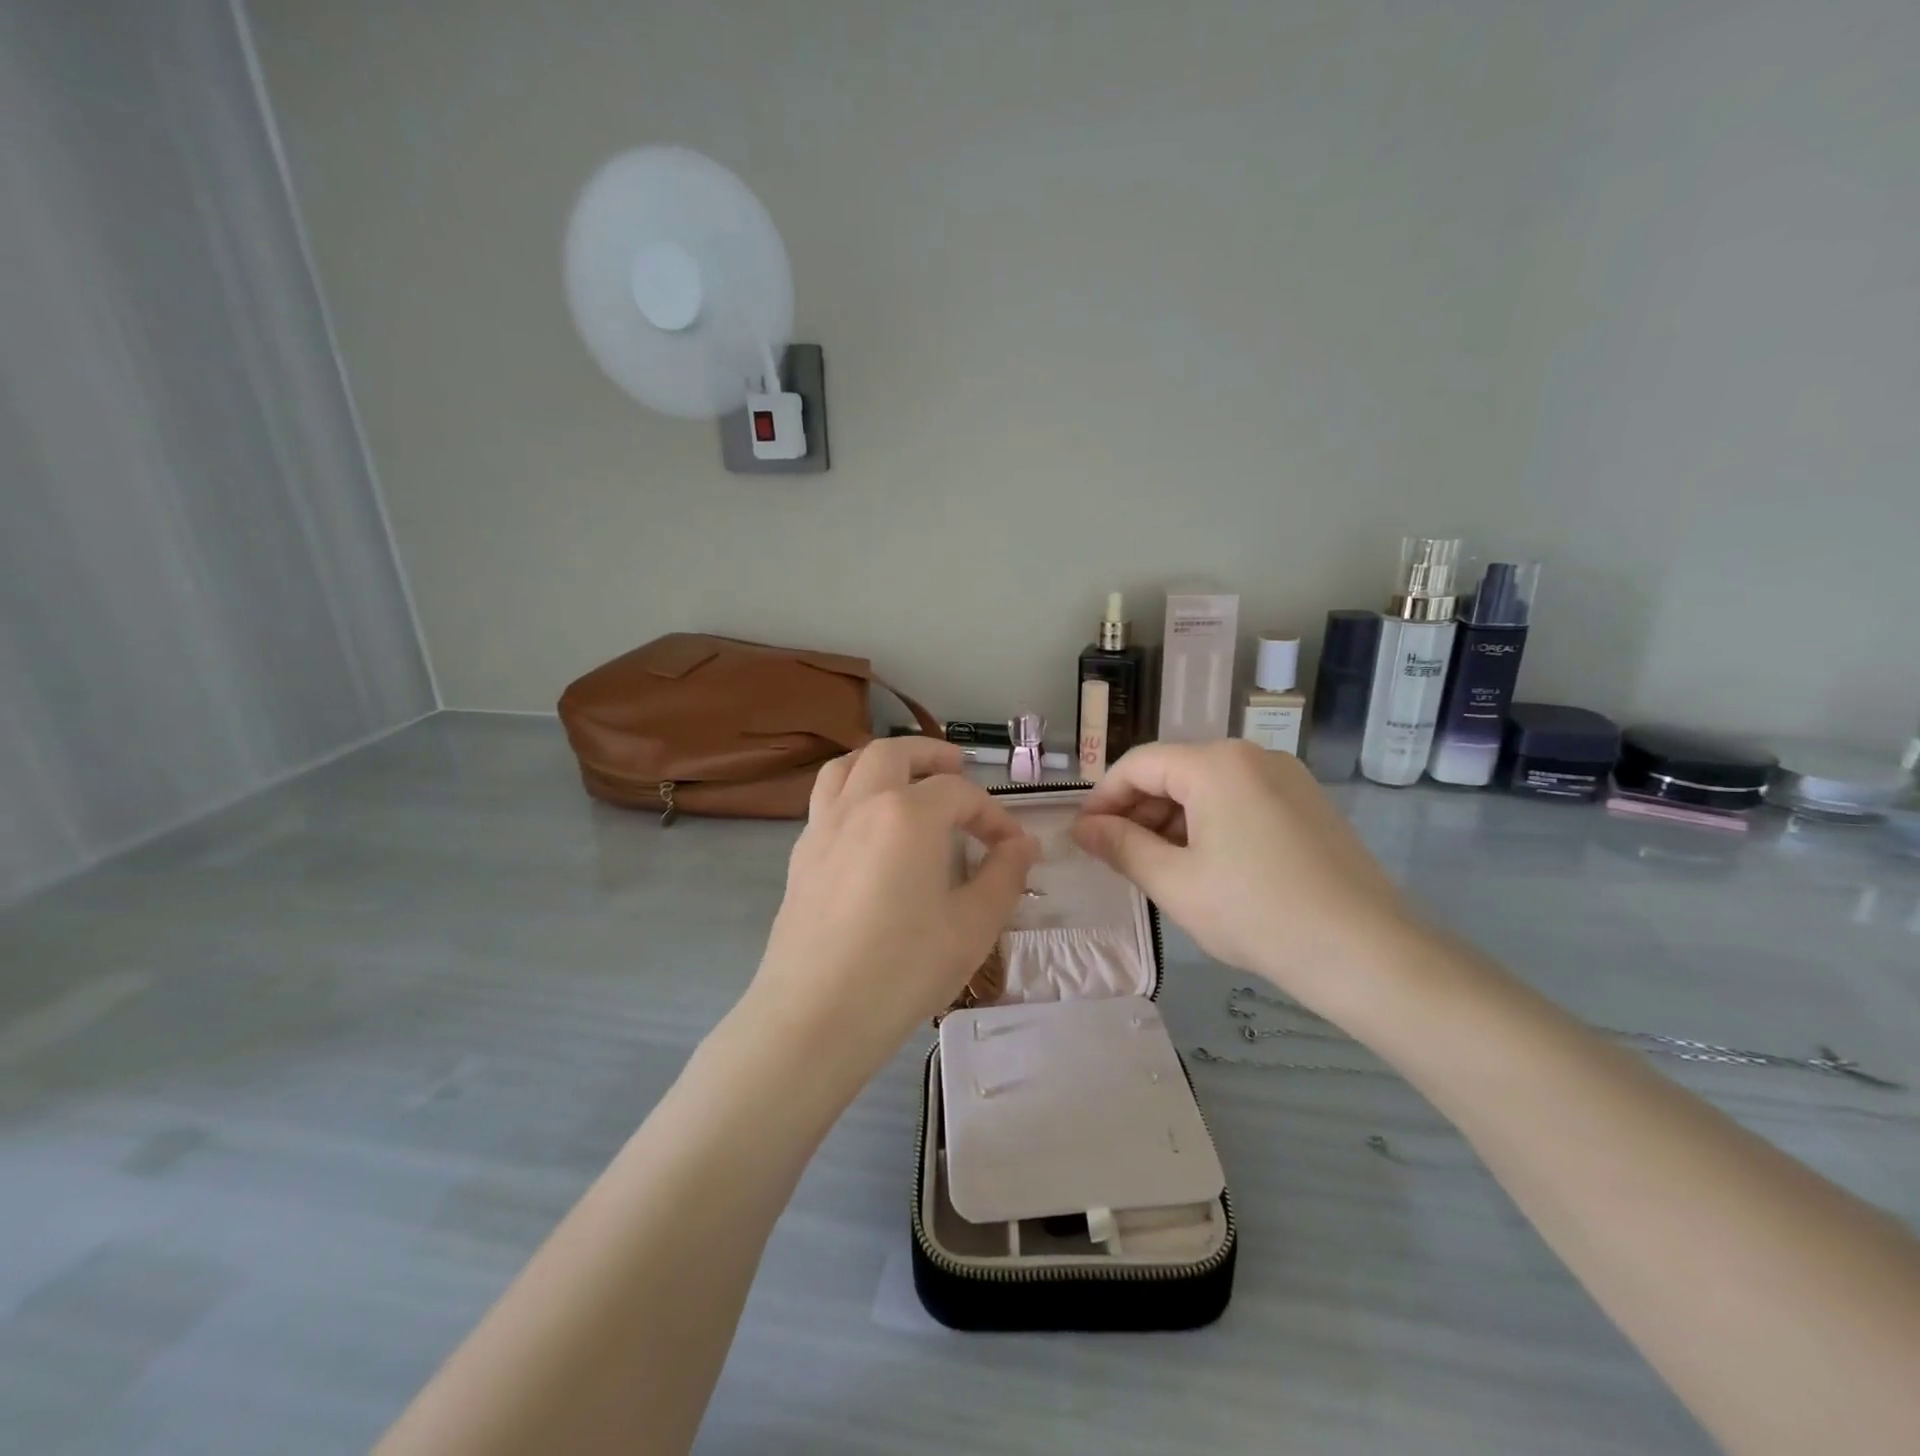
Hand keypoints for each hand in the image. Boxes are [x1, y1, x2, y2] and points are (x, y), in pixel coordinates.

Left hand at [750, 738, 1039, 1077]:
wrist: (816, 1016)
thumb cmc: (903, 969)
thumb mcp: (973, 926)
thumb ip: (1004, 875)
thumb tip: (1023, 844)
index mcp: (908, 814)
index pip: (960, 793)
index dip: (993, 814)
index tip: (1012, 845)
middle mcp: (861, 804)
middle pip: (894, 753)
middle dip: (931, 754)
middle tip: (957, 766)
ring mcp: (823, 826)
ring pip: (849, 765)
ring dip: (883, 761)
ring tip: (906, 778)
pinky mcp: (801, 854)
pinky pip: (827, 798)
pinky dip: (853, 789)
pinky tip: (869, 826)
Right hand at [1072, 740, 1416, 1011]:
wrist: (1367, 953)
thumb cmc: (1257, 913)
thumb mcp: (1175, 883)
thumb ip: (1121, 846)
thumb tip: (1083, 828)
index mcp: (1216, 764)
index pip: (1138, 765)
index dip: (1103, 799)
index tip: (1084, 837)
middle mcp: (1252, 755)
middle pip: (1174, 772)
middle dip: (1138, 812)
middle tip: (1118, 859)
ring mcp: (1286, 778)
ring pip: (1207, 788)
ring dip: (1172, 822)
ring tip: (1159, 869)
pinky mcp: (1307, 804)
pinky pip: (1240, 801)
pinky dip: (1209, 826)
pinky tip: (1206, 868)